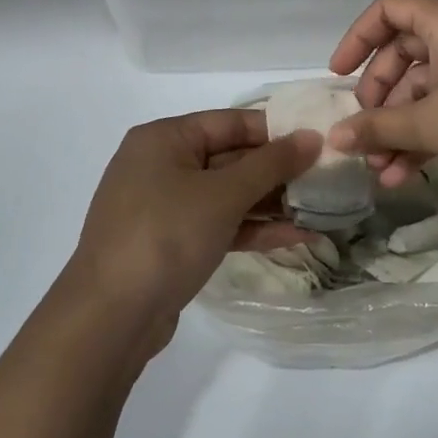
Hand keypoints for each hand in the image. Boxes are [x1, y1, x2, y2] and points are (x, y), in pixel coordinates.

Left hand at [58, 109, 321, 356]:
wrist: (111, 316)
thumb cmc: (166, 236)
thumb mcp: (223, 194)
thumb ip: (271, 164)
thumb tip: (311, 137)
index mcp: (164, 139)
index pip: (230, 122)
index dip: (276, 131)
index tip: (319, 141)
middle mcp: (161, 165)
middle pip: (230, 158)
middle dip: (277, 171)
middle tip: (326, 178)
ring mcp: (165, 206)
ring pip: (227, 195)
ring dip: (271, 203)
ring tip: (320, 208)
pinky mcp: (171, 242)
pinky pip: (219, 224)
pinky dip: (252, 228)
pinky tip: (296, 236)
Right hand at [326, 0, 437, 196]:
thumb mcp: (432, 126)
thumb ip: (377, 127)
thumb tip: (334, 139)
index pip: (389, 8)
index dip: (357, 38)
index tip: (338, 76)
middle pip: (406, 51)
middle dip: (380, 98)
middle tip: (366, 136)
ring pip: (429, 83)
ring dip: (402, 125)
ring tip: (384, 171)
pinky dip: (431, 128)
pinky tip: (410, 171)